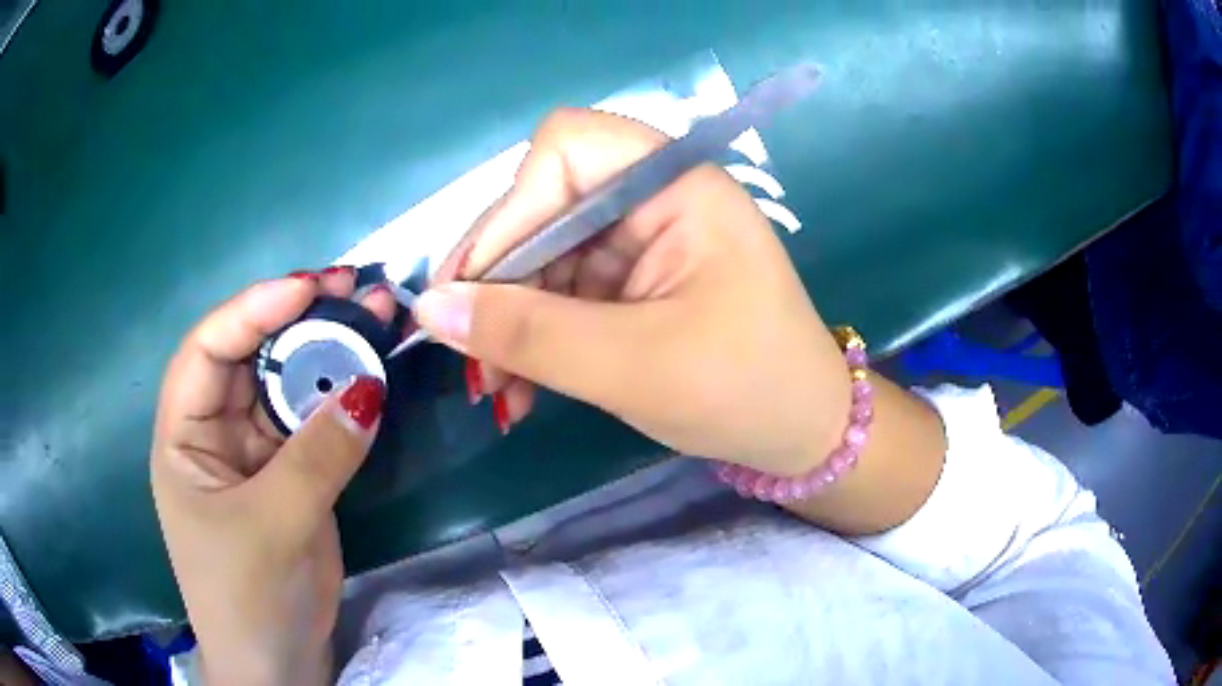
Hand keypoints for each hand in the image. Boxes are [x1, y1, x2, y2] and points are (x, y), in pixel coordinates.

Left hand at [151, 269, 394, 685]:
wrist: (277, 663)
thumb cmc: (247, 596)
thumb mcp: (274, 525)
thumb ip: (317, 455)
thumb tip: (369, 386)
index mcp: (184, 436)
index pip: (207, 350)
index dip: (252, 310)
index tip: (309, 287)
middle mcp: (215, 433)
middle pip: (251, 358)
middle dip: (300, 321)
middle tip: (356, 290)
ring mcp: (256, 455)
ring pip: (288, 387)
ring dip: (329, 355)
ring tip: (377, 319)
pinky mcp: (292, 476)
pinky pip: (315, 424)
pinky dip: (342, 399)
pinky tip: (372, 375)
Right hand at [415, 109, 851, 476]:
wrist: (802, 434)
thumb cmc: (744, 390)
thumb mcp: (632, 365)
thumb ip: (527, 334)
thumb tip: (430, 309)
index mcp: (676, 185)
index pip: (566, 150)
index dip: (510, 210)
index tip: (472, 286)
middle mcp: (654, 197)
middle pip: (543, 206)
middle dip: (498, 281)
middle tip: (467, 353)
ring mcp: (642, 240)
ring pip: (542, 255)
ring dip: (509, 319)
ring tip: (496, 386)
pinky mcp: (632, 282)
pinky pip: (561, 292)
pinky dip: (534, 337)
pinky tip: (520, 386)